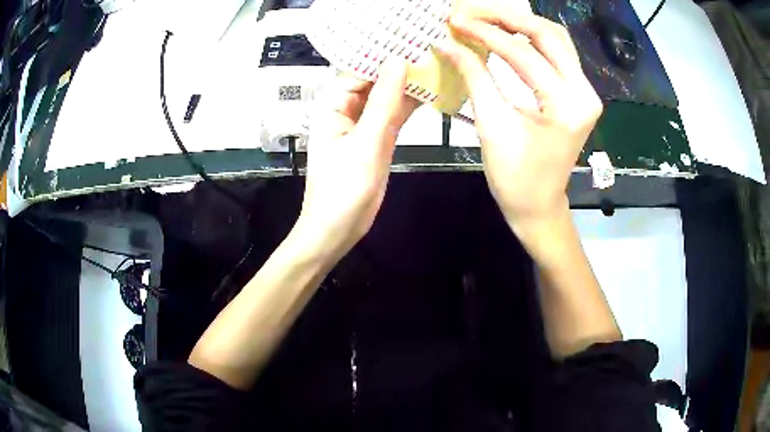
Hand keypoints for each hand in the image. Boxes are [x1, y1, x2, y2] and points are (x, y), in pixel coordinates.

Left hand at [296, 58, 419, 258]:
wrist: (337, 229)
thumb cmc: (343, 190)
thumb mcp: (366, 142)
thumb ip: (384, 102)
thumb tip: (397, 62)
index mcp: (332, 105)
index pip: (360, 69)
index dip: (384, 55)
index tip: (412, 43)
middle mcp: (346, 110)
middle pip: (374, 80)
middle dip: (399, 67)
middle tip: (429, 49)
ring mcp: (362, 124)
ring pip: (386, 97)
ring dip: (407, 85)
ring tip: (435, 65)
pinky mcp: (376, 139)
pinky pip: (393, 115)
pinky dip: (409, 105)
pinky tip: (429, 92)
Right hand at [434, 4, 601, 229]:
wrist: (539, 206)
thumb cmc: (515, 178)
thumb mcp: (492, 125)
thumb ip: (474, 77)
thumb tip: (446, 43)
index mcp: (567, 105)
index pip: (523, 53)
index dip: (485, 34)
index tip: (455, 21)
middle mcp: (584, 91)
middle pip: (547, 34)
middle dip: (506, 17)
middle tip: (472, 11)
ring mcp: (585, 91)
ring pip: (555, 38)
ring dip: (520, 24)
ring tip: (486, 18)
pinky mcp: (578, 93)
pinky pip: (557, 53)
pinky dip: (531, 39)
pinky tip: (507, 34)